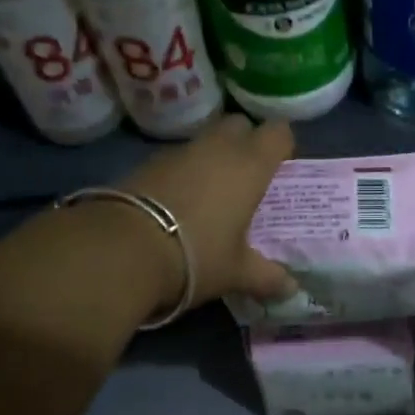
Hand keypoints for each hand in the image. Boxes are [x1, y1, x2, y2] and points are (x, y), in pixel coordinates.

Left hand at [115, 114, 297, 311]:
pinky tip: (178, 203)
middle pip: (239, 125)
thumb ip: (267, 277)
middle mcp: (218, 148)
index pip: (278, 132)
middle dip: (245, 142)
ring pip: (205, 140)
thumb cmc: (197, 254)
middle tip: (247, 176)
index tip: (281, 167)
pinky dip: (183, 172)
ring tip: (212, 193)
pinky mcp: (147, 163)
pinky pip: (176, 158)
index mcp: (249, 165)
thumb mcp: (236, 272)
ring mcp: (179, 152)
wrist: (123, 249)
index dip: (282, 145)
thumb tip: (292, 289)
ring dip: (212, 157)